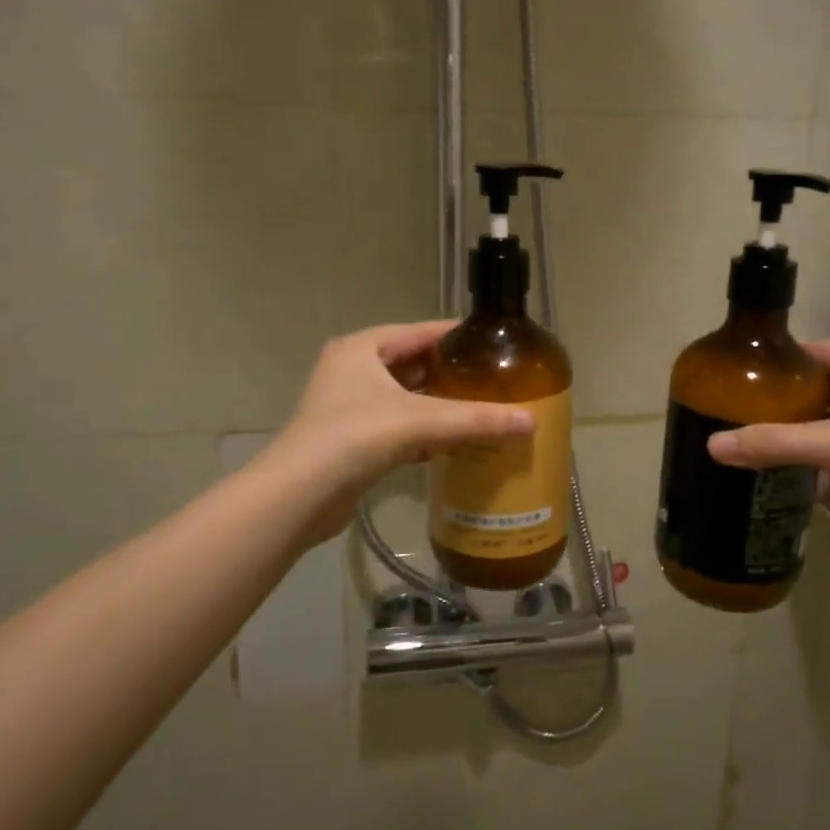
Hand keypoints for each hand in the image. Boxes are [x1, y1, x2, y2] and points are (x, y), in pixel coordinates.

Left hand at [269, 321, 534, 542]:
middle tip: (493, 379)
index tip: (492, 342)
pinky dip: (423, 433)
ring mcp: (348, 408)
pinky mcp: (350, 442)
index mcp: (361, 349)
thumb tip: (531, 422)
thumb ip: (476, 419)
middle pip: (412, 365)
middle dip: (450, 374)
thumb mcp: (421, 421)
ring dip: (438, 406)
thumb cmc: (354, 438)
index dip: (455, 336)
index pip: (418, 332)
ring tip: (481, 409)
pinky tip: (453, 444)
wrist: (298, 497)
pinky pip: (397, 428)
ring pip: (405, 399)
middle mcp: (352, 371)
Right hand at [707, 341, 829, 554]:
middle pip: (818, 389)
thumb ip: (773, 443)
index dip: (777, 361)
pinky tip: (797, 486)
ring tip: (758, 450)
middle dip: (782, 406)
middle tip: (740, 417)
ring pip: (829, 424)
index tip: (737, 379)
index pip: (813, 350)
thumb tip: (711, 446)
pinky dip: (822, 468)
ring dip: (800, 439)